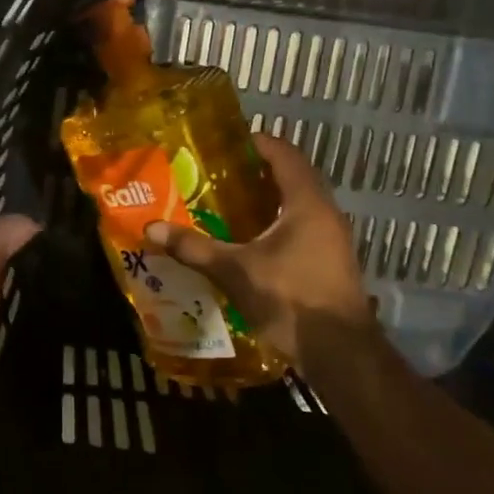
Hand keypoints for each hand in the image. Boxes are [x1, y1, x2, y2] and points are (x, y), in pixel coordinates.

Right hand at [145, 132, 373, 364]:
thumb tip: (153, 228)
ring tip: (232, 203)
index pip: (286, 155)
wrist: (340, 351)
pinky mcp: (332, 261)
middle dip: (260, 172)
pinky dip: (279, 224)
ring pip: (301, 205)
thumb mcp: (235, 271)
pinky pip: (304, 227)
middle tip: (223, 173)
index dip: (260, 143)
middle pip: (295, 178)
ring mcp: (333, 239)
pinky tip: (253, 241)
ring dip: (271, 200)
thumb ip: (195, 248)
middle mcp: (326, 213)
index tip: (230, 142)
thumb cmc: (290, 298)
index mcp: (307, 203)